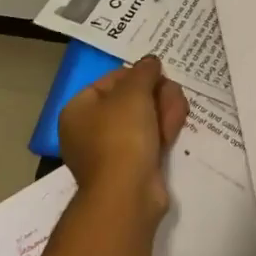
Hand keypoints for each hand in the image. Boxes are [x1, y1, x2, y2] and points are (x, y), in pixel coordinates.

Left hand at [58, 55, 188, 216]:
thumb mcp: (133, 93)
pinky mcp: (132, 165)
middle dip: (157, 95)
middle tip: (171, 97)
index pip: (112, 80)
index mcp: (79, 109)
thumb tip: (150, 61)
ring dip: (164, 112)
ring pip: (145, 118)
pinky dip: (163, 133)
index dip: (138, 75)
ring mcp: (111, 149)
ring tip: (176, 117)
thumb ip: (144, 72)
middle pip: (132, 99)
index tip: (159, 76)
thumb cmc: (121, 136)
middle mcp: (90, 129)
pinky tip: (174, 132)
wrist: (128, 193)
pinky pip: (150, 139)